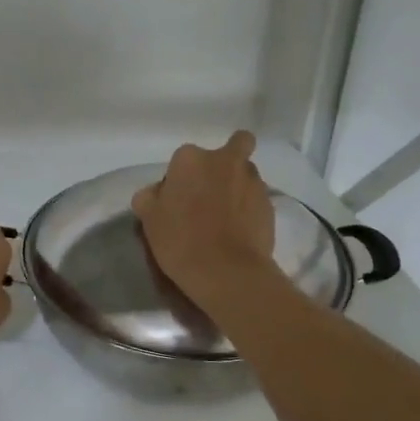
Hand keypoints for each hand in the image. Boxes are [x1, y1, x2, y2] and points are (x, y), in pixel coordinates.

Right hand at [131, 131, 277, 303]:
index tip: (178, 202)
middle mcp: (225, 160)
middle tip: (212, 194)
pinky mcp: (271, 204)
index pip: (183, 160)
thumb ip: (150, 196)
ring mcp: (253, 181)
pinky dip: (251, 210)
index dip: (181, 179)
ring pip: (246, 174)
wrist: (226, 271)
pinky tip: (241, 232)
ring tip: (228, 217)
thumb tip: (158, 192)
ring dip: (239, 187)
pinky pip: (258, 200)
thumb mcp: (149, 219)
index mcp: (190, 158)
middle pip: (231, 149)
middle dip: (224, 164)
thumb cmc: (181, 240)